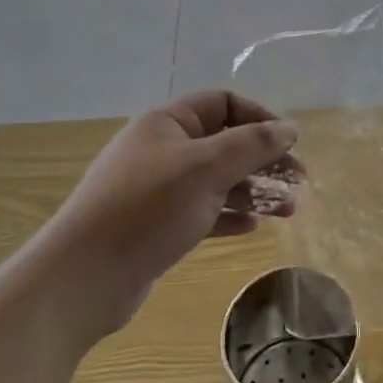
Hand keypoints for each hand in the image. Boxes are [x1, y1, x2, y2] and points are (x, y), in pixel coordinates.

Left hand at [40, 91, 300, 338]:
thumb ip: (252, 145)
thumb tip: (290, 127)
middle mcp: (162, 149)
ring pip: (218, 179)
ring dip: (254, 190)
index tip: (290, 142)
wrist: (82, 279)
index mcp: (168, 123)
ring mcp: (158, 189)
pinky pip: (203, 210)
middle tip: (299, 181)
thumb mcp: (206, 169)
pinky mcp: (156, 225)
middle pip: (225, 142)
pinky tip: (253, 227)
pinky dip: (230, 215)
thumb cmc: (147, 209)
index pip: (224, 103)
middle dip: (264, 159)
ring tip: (289, 210)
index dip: (260, 117)